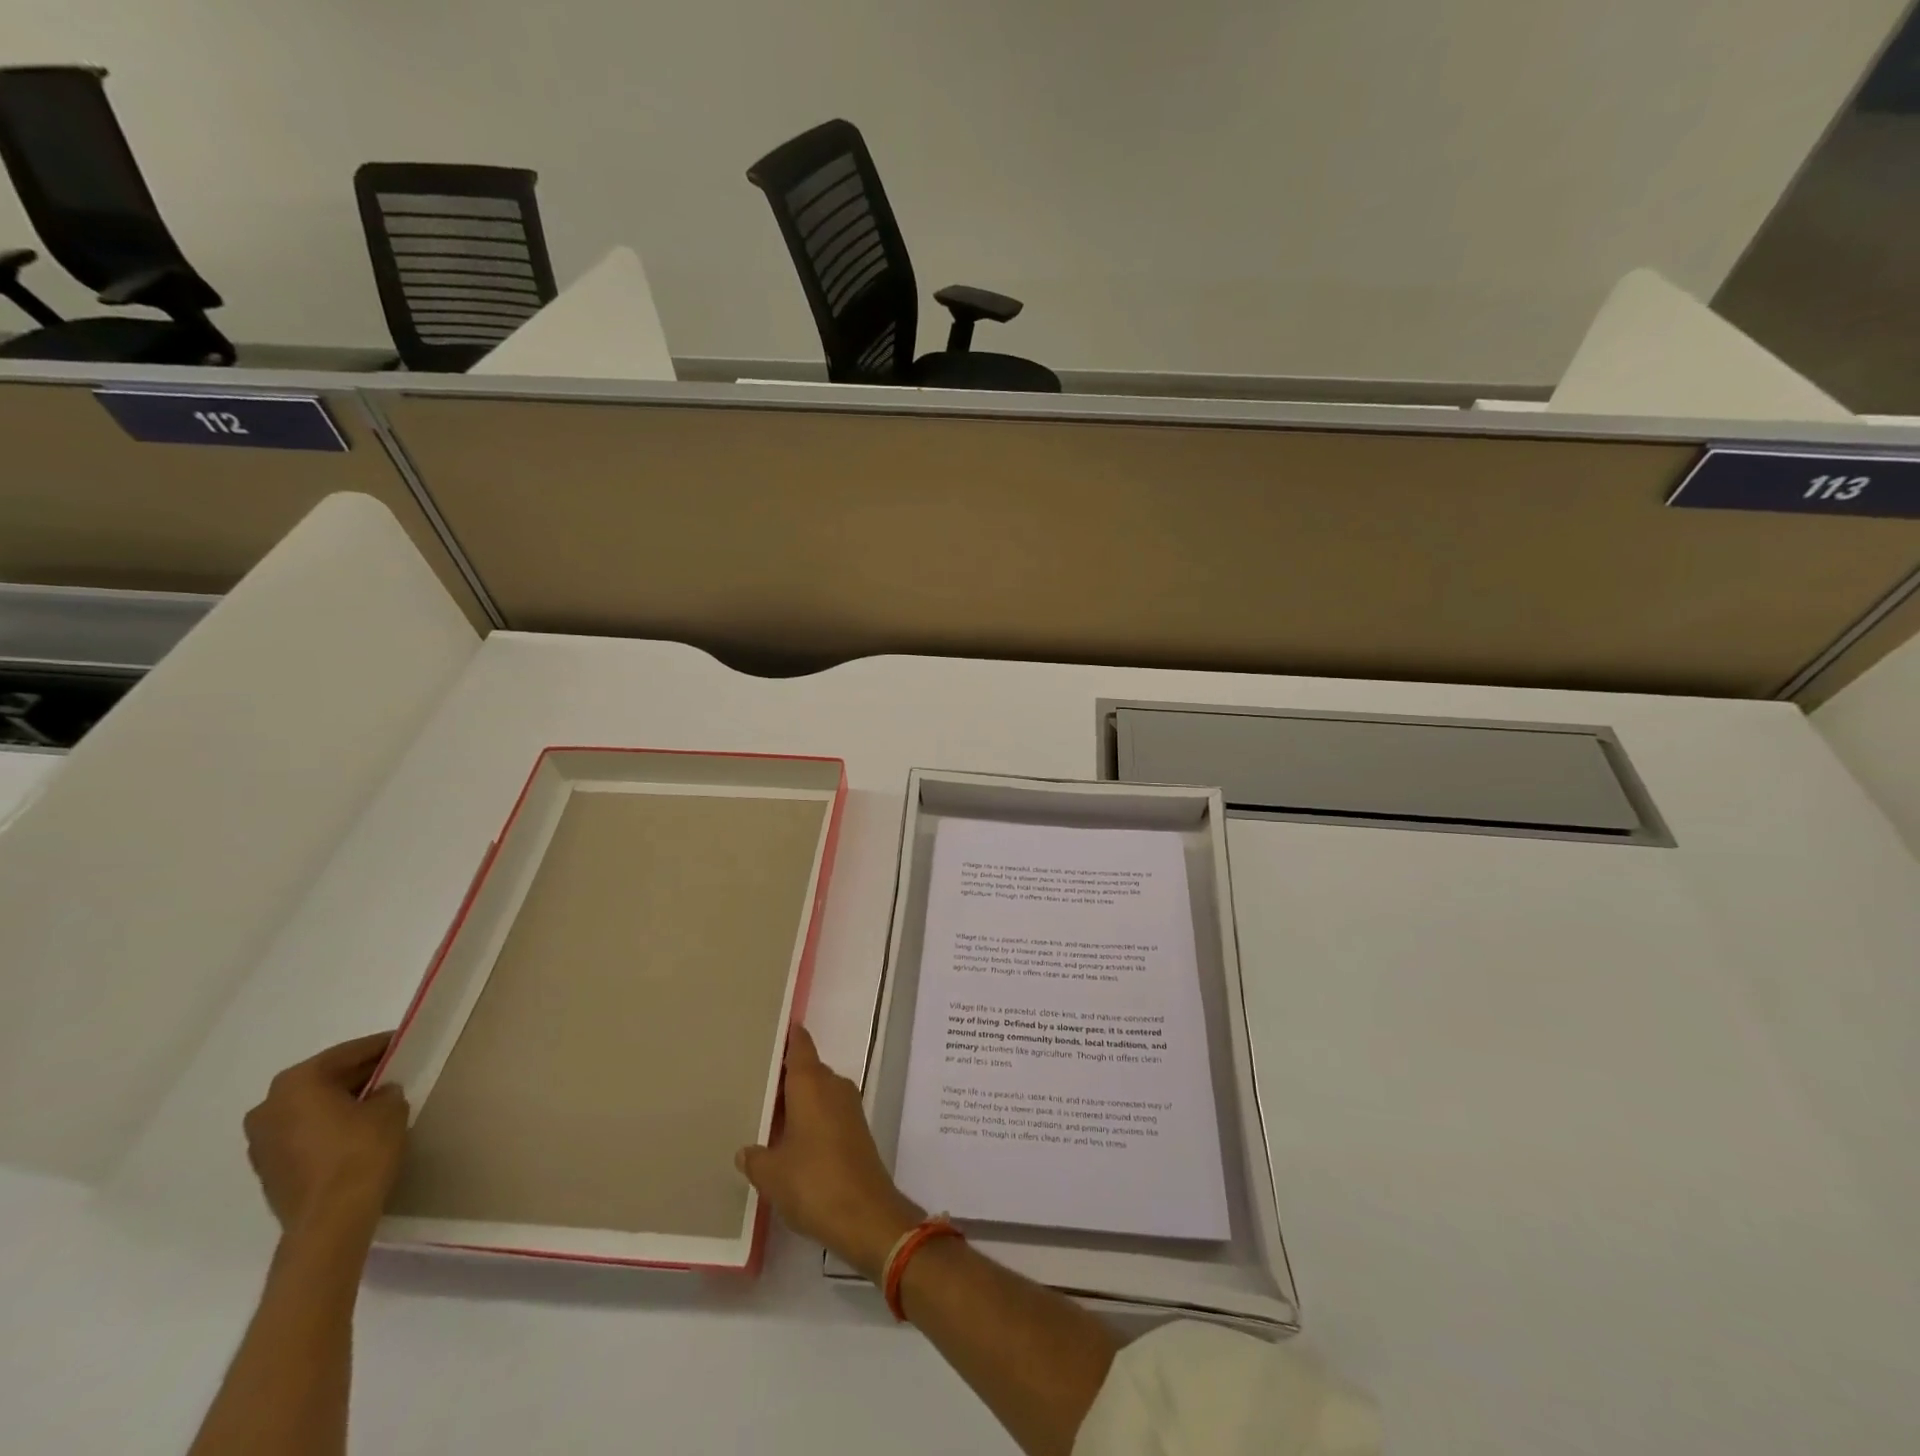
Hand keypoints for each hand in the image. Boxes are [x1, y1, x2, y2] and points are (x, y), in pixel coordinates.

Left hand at [243, 1033, 409, 1237]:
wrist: (330, 1220)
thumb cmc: (360, 1152)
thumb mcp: (390, 1109)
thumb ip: (386, 1092)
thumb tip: (379, 1094)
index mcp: (297, 1084)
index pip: (347, 1053)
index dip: (379, 1047)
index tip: (403, 1043)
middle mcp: (269, 1106)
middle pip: (323, 1080)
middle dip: (357, 1075)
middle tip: (393, 1071)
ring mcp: (261, 1141)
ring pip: (310, 1107)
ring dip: (339, 1102)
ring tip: (376, 1102)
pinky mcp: (267, 1168)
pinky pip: (302, 1132)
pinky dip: (327, 1126)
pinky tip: (355, 1130)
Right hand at [738, 1026, 923, 1281]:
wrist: (866, 1215)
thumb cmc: (813, 1182)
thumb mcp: (772, 1174)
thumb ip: (755, 1157)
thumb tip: (747, 1150)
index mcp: (812, 1084)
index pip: (800, 1046)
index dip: (788, 1036)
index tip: (771, 1028)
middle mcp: (833, 1086)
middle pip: (807, 1070)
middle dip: (785, 1076)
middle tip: (754, 1081)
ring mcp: (849, 1108)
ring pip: (818, 1093)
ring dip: (797, 1101)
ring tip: (766, 1115)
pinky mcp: (856, 1131)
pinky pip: (827, 1112)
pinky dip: (810, 1119)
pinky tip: (791, 1141)